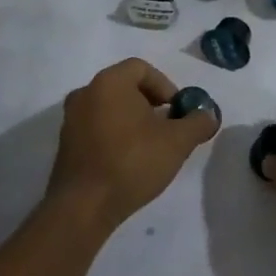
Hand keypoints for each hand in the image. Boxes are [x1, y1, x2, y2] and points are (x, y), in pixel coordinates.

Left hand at [48, 59, 217, 231]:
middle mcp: (85, 93)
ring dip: (132, 120)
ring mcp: (71, 119)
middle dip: (151, 103)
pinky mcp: (65, 143)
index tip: (177, 111)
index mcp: (109, 82)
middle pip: (125, 86)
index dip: (165, 86)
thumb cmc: (132, 162)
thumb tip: (209, 115)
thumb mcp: (177, 142)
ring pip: (110, 107)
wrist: (83, 207)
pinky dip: (115, 134)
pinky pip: (96, 126)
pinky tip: (128, 160)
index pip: (141, 68)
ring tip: (150, 146)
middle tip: (167, 127)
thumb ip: (198, 123)